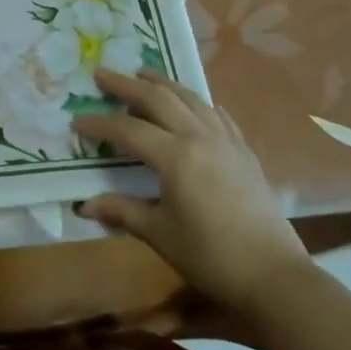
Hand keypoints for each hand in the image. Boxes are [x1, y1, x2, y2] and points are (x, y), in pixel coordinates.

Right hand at [73, 68, 310, 313]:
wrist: (274, 276)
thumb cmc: (210, 256)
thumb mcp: (159, 234)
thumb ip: (121, 211)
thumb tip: (83, 204)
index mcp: (175, 156)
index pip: (128, 130)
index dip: (99, 124)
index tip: (76, 121)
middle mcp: (199, 137)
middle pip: (158, 99)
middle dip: (126, 85)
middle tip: (101, 74)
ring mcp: (226, 141)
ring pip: (190, 98)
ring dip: (163, 83)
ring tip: (143, 73)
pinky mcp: (244, 151)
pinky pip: (217, 114)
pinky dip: (197, 101)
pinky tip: (192, 102)